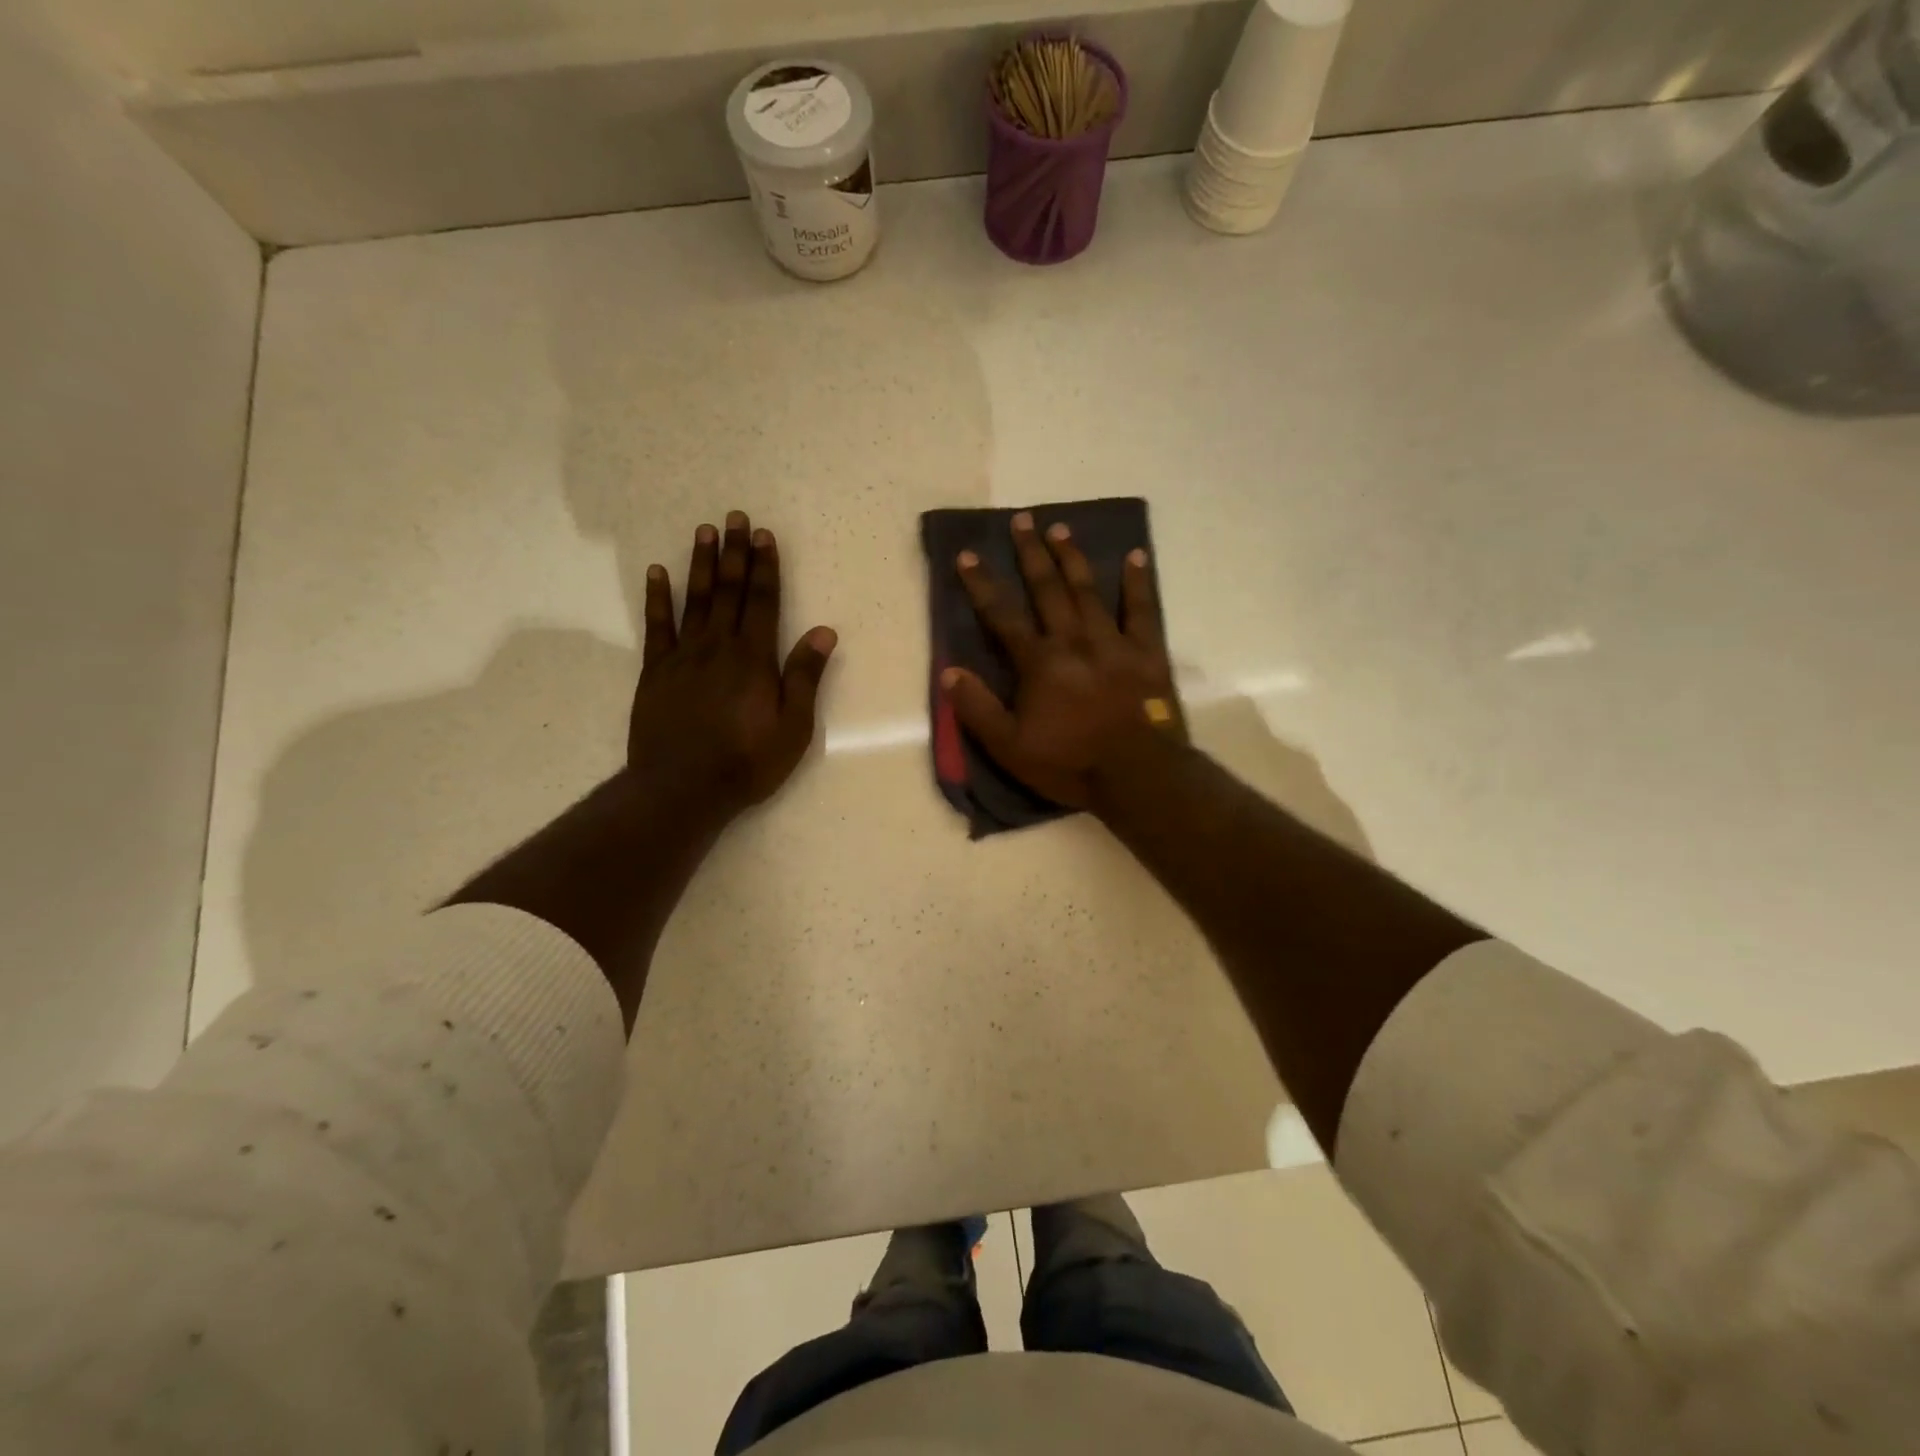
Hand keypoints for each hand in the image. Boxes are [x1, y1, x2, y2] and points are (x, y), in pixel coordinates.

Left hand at [629, 511, 836, 818]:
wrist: (683, 788)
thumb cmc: (747, 761)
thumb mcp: (794, 726)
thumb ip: (805, 676)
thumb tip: (824, 632)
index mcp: (755, 658)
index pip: (762, 602)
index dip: (765, 567)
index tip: (764, 536)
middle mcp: (719, 646)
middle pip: (729, 591)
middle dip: (735, 553)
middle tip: (736, 517)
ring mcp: (684, 656)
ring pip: (695, 599)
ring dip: (702, 564)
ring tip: (705, 531)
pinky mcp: (656, 672)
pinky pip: (657, 626)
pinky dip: (657, 598)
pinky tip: (657, 573)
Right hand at [943, 512, 1179, 810]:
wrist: (1137, 776)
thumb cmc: (1070, 763)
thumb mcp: (1010, 747)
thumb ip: (978, 708)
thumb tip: (948, 672)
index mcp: (1039, 662)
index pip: (1002, 616)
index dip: (981, 584)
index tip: (967, 554)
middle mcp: (1073, 641)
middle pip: (1048, 589)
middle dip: (1031, 554)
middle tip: (1022, 520)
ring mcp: (1113, 643)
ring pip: (1089, 591)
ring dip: (1073, 558)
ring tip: (1061, 528)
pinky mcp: (1147, 653)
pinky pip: (1142, 610)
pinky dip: (1139, 582)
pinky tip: (1136, 555)